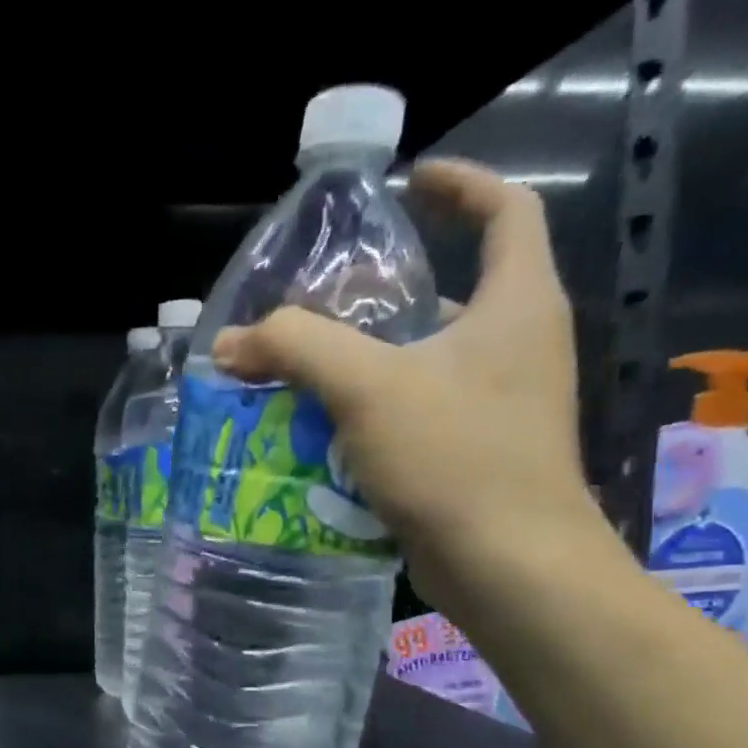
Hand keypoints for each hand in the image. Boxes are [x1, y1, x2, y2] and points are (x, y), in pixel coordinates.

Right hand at [210, 159, 607, 616]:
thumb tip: (231, 343)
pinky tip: (317, 433)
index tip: (409, 181)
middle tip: (312, 307)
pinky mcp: (474, 453)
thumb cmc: (455, 459)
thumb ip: (296, 348)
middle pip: (445, 295)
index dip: (461, 185)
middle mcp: (516, 346)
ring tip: (296, 373)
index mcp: (515, 305)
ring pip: (420, 363)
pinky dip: (367, 414)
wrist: (509, 566)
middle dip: (377, 296)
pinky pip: (413, 414)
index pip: (506, 212)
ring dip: (361, 363)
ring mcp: (498, 405)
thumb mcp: (367, 387)